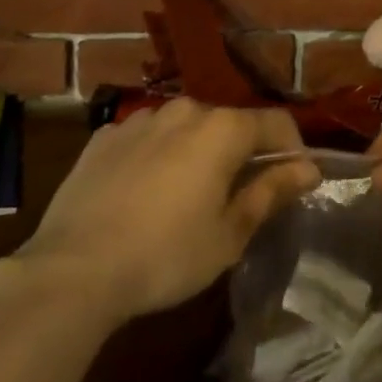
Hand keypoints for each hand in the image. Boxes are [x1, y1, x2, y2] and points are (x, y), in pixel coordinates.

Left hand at [9, 100, 316, 331]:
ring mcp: (140, 120)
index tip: (292, 180)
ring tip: (185, 196)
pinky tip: (142, 194)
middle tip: (235, 197)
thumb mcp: (229, 233)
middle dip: (241, 152)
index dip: (292, 148)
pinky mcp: (104, 137)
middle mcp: (185, 110)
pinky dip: (156, 156)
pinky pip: (145, 139)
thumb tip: (309, 168)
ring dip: (196, 151)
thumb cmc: (166, 255)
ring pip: (185, 128)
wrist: (72, 270)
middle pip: (228, 123)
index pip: (276, 122)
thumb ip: (271, 191)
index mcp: (222, 128)